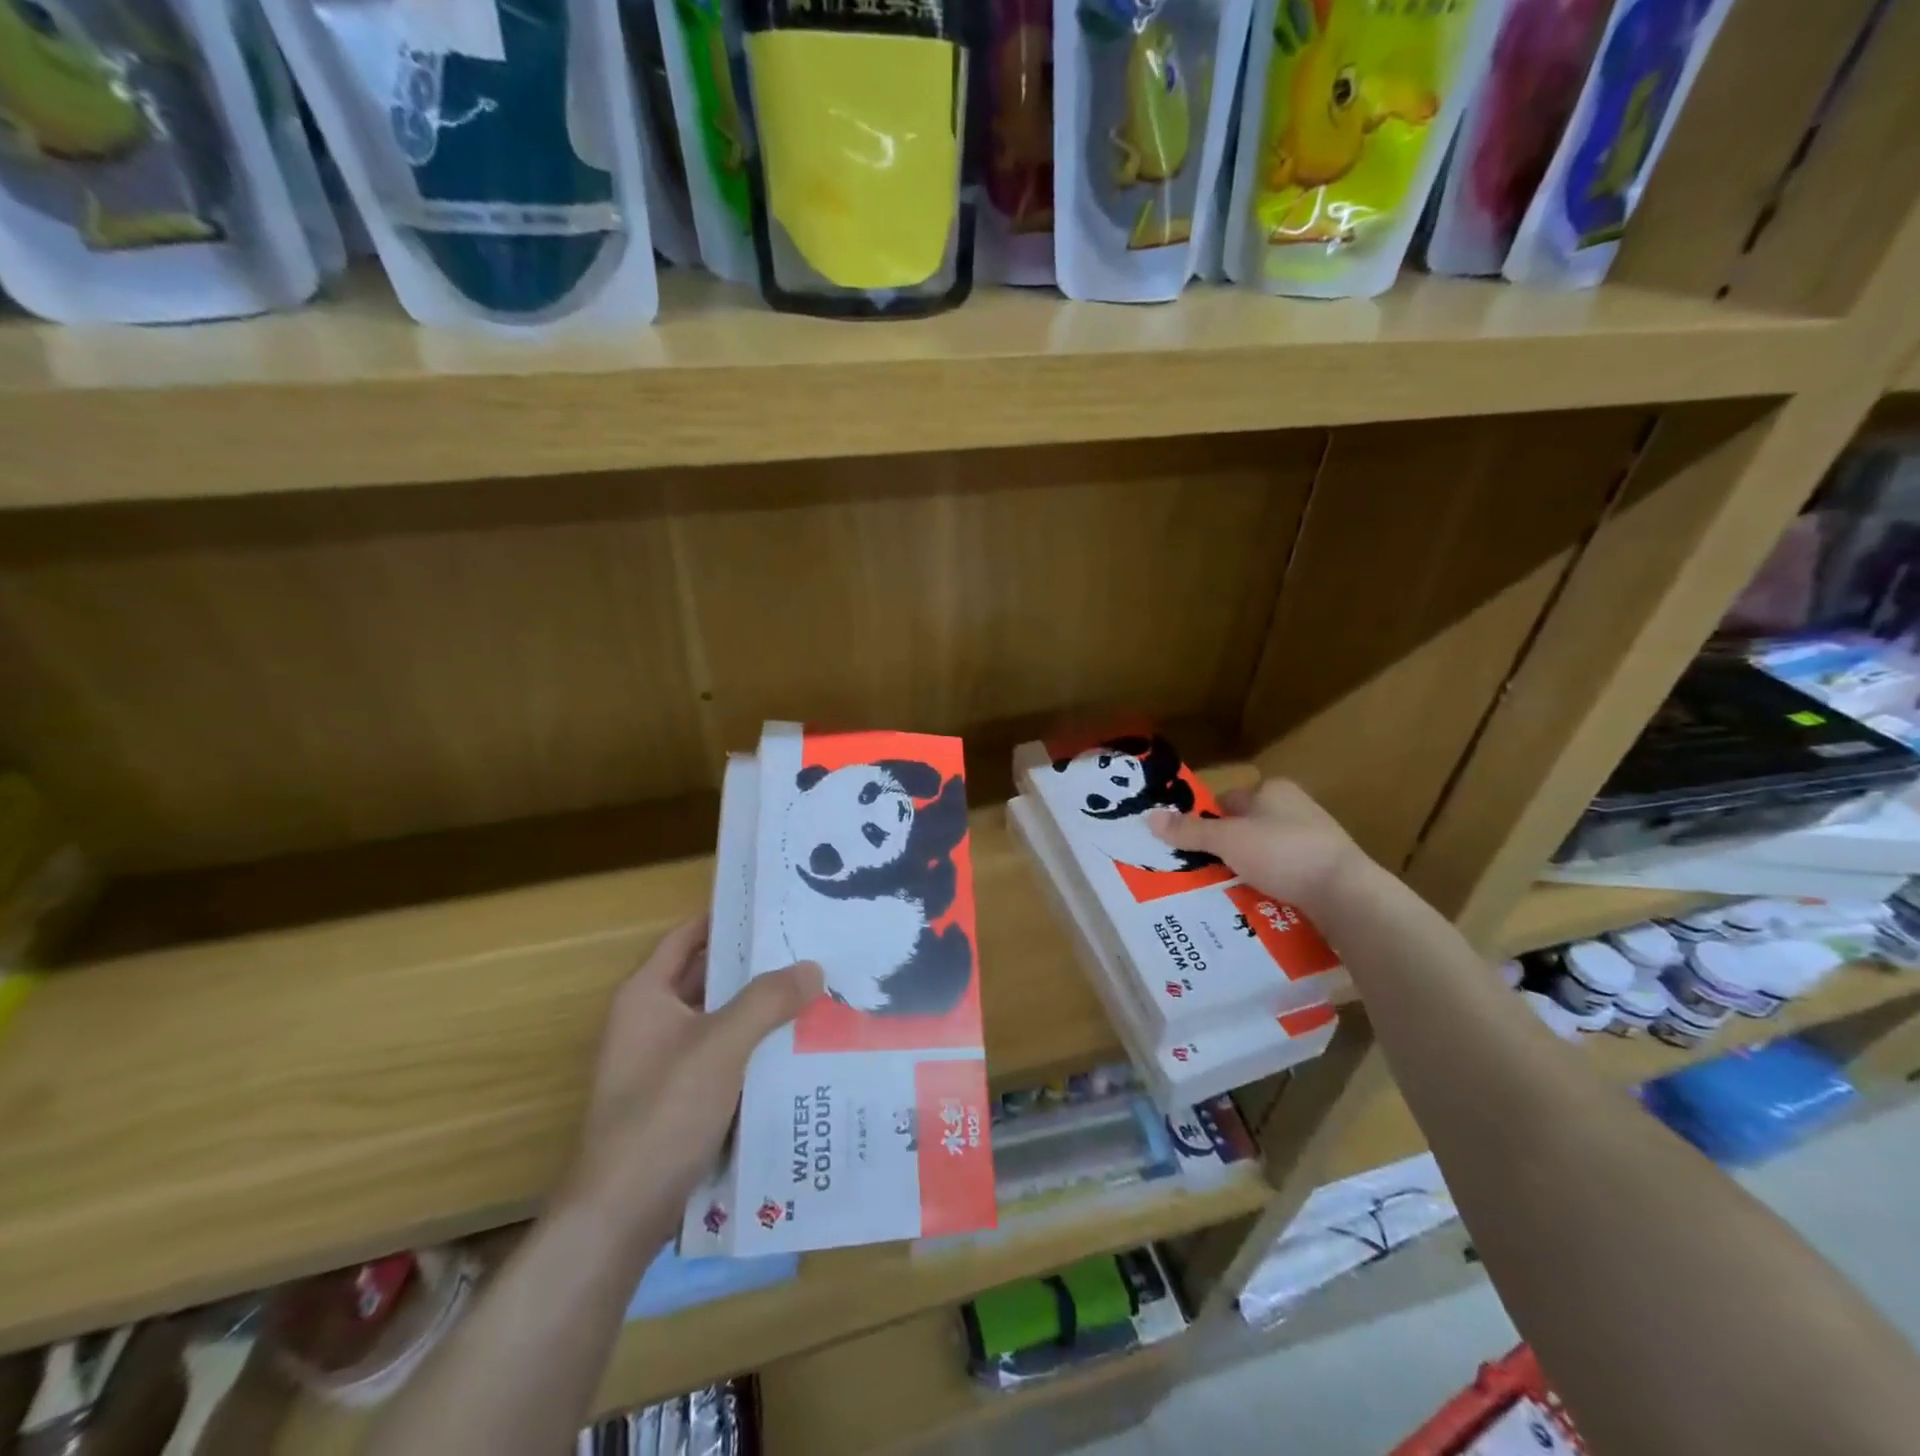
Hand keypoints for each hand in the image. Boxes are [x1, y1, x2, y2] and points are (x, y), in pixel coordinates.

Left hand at [564, 916, 822, 1229]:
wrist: (619, 1217)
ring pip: (720, 1021)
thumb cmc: (663, 1114)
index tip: (775, 907)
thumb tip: (813, 966)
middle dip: (756, 966)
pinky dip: (754, 1048)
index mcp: (646, 996)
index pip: (688, 937)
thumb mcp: (721, 1046)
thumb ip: (767, 1000)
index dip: (727, 918)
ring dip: (760, 1010)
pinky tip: (797, 1049)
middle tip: (810, 949)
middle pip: (708, 978)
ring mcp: (664, 1063)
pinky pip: (724, 1058)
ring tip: (814, 993)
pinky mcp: (679, 1100)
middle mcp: (652, 1022)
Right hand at [1150, 778, 1368, 916]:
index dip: (1207, 821)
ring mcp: (1315, 840)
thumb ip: (1189, 831)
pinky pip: (1285, 876)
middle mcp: (1296, 809)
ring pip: (1265, 854)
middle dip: (1224, 850)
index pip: (1228, 801)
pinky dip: (1269, 887)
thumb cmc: (1283, 853)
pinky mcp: (1326, 871)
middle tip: (1200, 873)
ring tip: (1224, 893)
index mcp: (1274, 791)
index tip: (1190, 847)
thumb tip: (1149, 817)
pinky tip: (1256, 905)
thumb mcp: (1227, 840)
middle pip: (1245, 829)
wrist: (1347, 894)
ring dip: (1246, 871)